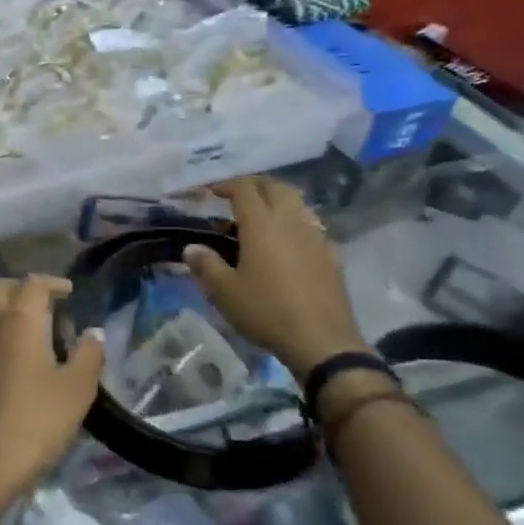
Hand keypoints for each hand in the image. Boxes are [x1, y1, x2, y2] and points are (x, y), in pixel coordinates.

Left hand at [0, 275, 104, 499]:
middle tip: (48, 304)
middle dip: (24, 289)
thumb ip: (88, 355)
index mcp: (18, 321)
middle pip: (0, 289)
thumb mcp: (76, 389)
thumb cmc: (36, 421)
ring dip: (5, 309)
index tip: (70, 292)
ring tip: (30, 328)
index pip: (32, 284)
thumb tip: (93, 332)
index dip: (52, 282)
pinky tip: (12, 356)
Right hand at [184, 177, 368, 381]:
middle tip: (237, 196)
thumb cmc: (266, 311)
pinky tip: (287, 241)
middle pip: (275, 187)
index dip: (227, 185)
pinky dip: (295, 221)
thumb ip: (206, 265)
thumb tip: (192, 248)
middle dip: (255, 185)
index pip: (244, 189)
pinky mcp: (331, 254)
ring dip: (277, 199)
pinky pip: (311, 225)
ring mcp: (315, 236)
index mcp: (261, 225)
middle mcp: (290, 222)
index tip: (212, 192)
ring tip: (262, 215)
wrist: (321, 339)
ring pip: (297, 203)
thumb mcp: (224, 292)